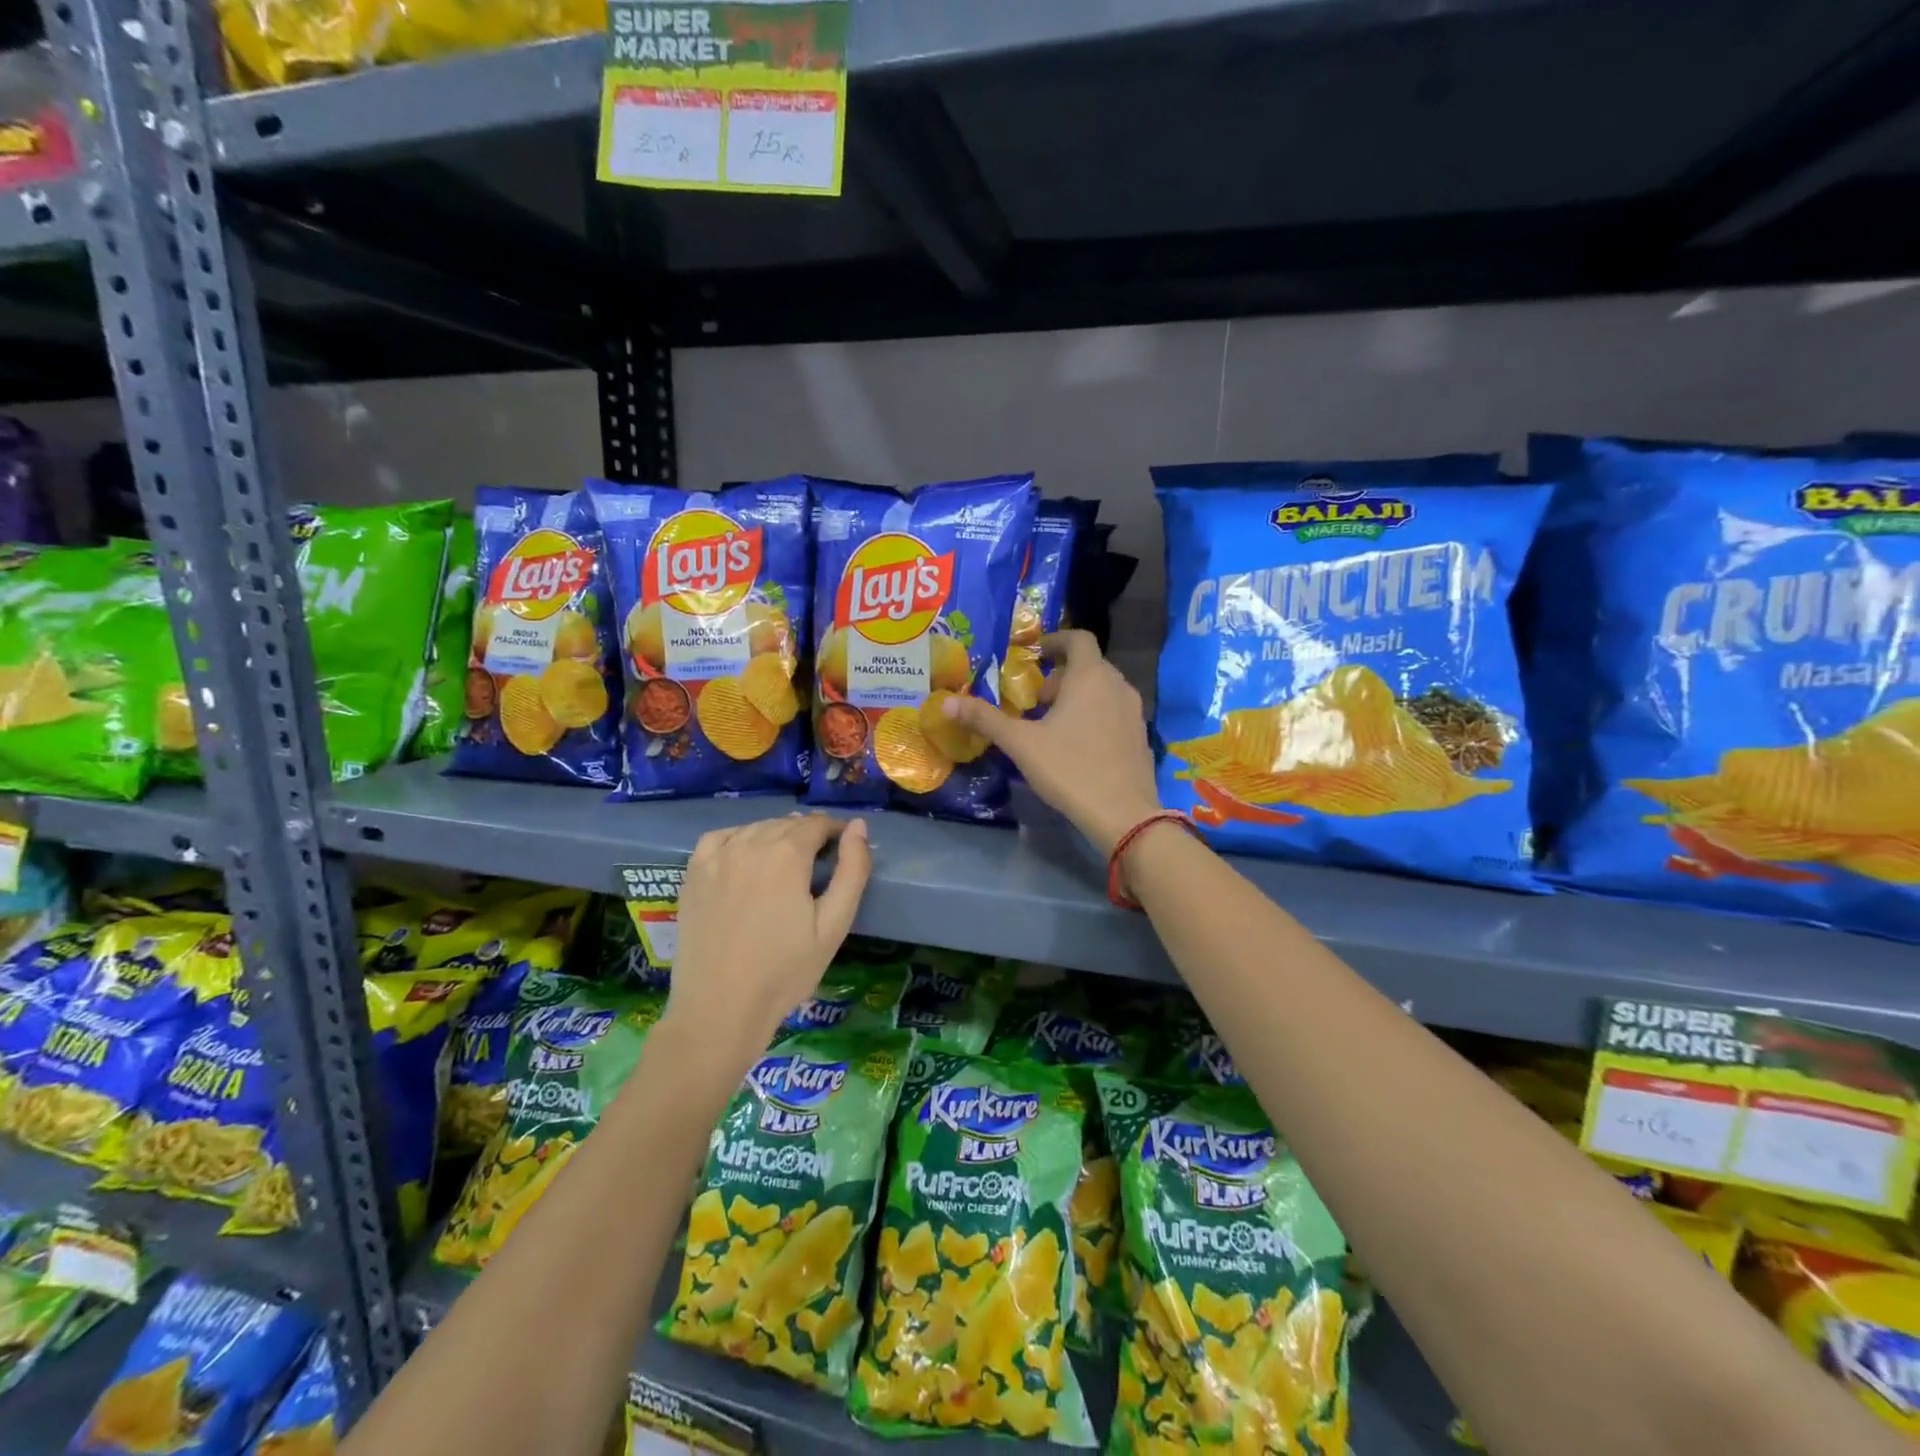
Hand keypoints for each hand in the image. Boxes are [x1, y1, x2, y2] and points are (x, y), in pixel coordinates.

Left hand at [664, 814, 871, 1066]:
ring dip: (776, 836)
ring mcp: (717, 856)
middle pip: (787, 825)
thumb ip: (853, 871)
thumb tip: (859, 826)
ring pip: (756, 829)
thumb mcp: (834, 925)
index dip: (836, 832)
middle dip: (808, 835)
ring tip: (786, 865)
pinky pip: (721, 838)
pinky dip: (739, 838)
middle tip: (819, 865)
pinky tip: (745, 857)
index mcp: (787, 854)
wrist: (720, 1009)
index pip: (818, 824)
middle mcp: (750, 843)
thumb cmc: (785, 971)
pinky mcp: (693, 873)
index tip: (844, 851)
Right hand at [941, 629, 1159, 853]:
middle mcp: (1117, 685)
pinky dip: (1094, 714)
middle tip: (1035, 700)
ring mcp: (1134, 711)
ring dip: (1077, 696)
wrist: (1123, 814)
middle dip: (1060, 676)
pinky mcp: (1140, 736)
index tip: (1035, 655)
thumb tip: (947, 703)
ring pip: (1102, 690)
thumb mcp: (1021, 744)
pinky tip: (1076, 745)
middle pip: (1089, 666)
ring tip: (1052, 724)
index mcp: (1090, 676)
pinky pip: (1113, 711)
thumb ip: (985, 719)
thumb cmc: (1070, 769)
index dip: (1055, 640)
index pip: (1078, 638)